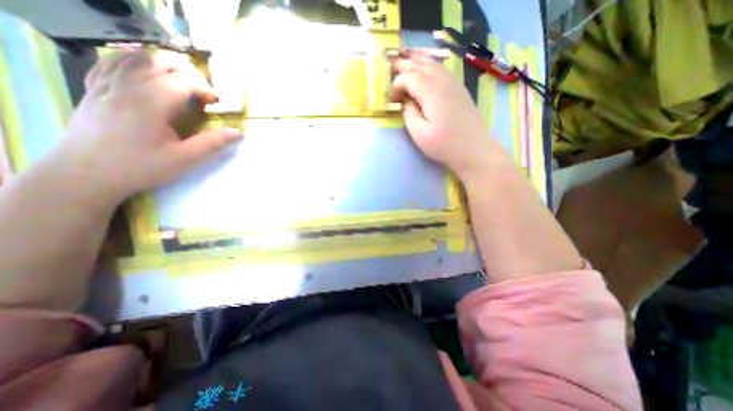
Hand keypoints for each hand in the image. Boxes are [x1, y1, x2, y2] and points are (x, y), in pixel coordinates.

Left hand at [51, 49, 240, 203]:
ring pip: (136, 56)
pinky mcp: (96, 88)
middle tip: (203, 91)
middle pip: (160, 60)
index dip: (206, 90)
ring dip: (164, 64)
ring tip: (181, 82)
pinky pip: (114, 62)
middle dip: (188, 72)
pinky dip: (136, 63)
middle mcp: (127, 85)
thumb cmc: (140, 166)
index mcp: (150, 102)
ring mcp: (107, 83)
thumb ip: (213, 144)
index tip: (217, 105)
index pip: (184, 81)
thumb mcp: (185, 159)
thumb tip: (237, 132)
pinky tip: (148, 76)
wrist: (86, 173)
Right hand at [389, 50, 497, 175]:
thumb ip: (408, 113)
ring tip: (405, 57)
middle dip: (404, 64)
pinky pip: (441, 69)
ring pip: (432, 63)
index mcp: (431, 91)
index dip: (396, 85)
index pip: (409, 76)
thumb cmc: (444, 145)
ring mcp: (454, 83)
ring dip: (417, 60)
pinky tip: (425, 67)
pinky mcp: (459, 89)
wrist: (474, 150)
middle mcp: (443, 80)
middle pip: (420, 65)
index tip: (391, 100)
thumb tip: (406, 100)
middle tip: (390, 64)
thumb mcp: (419, 133)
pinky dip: (429, 65)